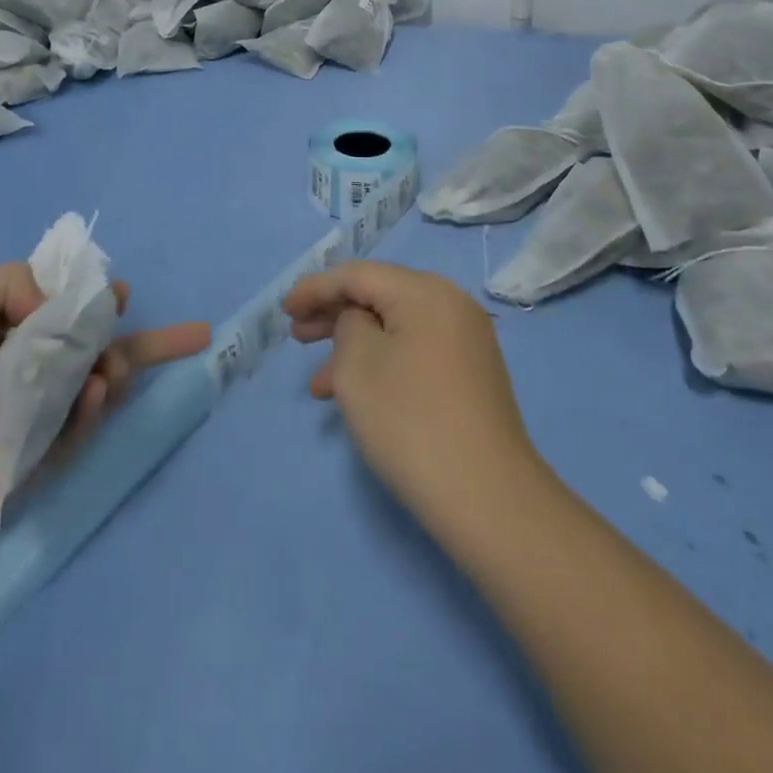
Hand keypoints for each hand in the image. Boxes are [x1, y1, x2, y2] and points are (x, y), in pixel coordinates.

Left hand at [0, 263, 209, 527]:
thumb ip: (17, 281)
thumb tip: (59, 308)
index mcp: (12, 326)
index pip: (68, 306)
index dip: (98, 298)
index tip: (121, 294)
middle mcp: (34, 364)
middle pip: (101, 345)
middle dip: (142, 339)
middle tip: (188, 334)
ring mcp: (44, 408)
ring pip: (103, 379)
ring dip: (119, 367)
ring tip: (112, 371)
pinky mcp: (49, 447)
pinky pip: (85, 420)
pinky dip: (96, 405)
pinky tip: (97, 393)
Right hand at [284, 261, 539, 532]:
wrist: (488, 497)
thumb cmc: (411, 421)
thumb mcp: (358, 365)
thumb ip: (347, 325)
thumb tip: (361, 322)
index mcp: (425, 292)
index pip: (359, 275)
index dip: (316, 288)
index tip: (284, 309)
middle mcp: (451, 305)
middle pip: (380, 296)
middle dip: (333, 315)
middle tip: (297, 336)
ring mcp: (466, 341)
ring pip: (395, 329)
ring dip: (353, 348)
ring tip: (319, 384)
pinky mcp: (471, 375)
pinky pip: (415, 352)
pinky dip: (382, 364)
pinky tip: (358, 397)